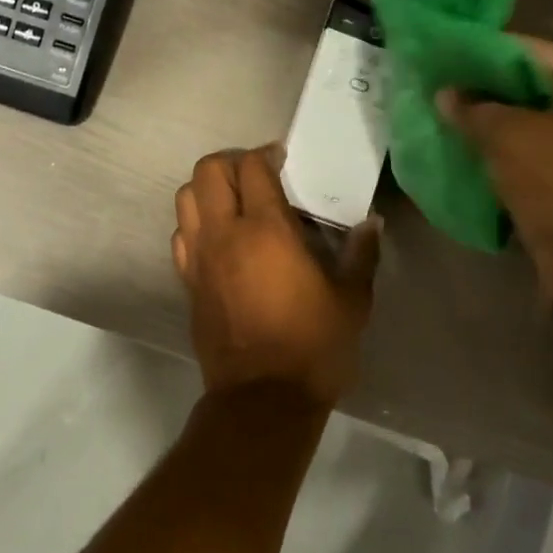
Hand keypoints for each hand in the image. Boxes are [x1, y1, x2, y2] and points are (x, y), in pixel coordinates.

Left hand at [172, 146, 380, 404]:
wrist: (263, 399)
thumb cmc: (313, 346)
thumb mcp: (352, 301)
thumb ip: (361, 255)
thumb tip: (372, 223)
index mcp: (266, 230)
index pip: (252, 166)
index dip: (265, 154)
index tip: (282, 159)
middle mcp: (224, 234)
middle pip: (207, 172)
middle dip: (230, 162)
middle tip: (256, 174)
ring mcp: (199, 258)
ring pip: (185, 199)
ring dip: (207, 189)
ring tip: (234, 201)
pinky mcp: (188, 282)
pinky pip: (181, 236)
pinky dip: (195, 224)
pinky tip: (219, 238)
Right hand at [436, 38, 552, 319]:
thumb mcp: (513, 135)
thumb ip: (475, 110)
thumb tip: (445, 94)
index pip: (535, 52)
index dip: (485, 52)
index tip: (442, 53)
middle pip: (532, 92)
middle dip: (483, 93)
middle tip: (433, 88)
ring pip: (528, 132)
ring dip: (487, 131)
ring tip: (437, 121)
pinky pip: (528, 167)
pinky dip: (497, 164)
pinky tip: (457, 159)